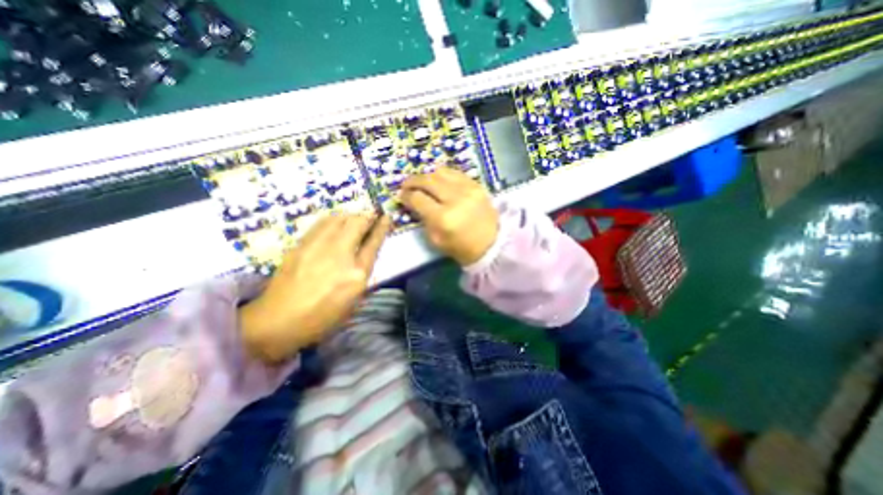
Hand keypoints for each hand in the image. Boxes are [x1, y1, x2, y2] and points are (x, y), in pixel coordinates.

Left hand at [240, 212, 391, 363]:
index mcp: (357, 274)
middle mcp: (340, 255)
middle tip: (372, 215)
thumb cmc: (322, 317)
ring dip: (351, 215)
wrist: (278, 322)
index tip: (387, 216)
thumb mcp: (353, 301)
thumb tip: (367, 254)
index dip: (382, 226)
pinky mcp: (301, 244)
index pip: (374, 242)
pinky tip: (335, 223)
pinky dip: (333, 219)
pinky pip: (322, 223)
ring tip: (354, 218)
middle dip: (368, 215)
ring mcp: (318, 247)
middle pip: (357, 223)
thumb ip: (363, 274)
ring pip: (339, 218)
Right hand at [400, 166, 496, 266]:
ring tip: (423, 182)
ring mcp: (468, 189)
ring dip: (427, 175)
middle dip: (412, 181)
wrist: (492, 244)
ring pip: (440, 172)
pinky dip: (443, 175)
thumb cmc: (461, 247)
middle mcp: (455, 199)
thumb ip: (423, 219)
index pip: (417, 198)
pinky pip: (455, 173)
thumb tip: (413, 202)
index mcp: (443, 218)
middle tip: (407, 185)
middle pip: (427, 180)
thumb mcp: (436, 240)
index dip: (406, 195)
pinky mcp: (476, 185)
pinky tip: (439, 181)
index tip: (401, 196)